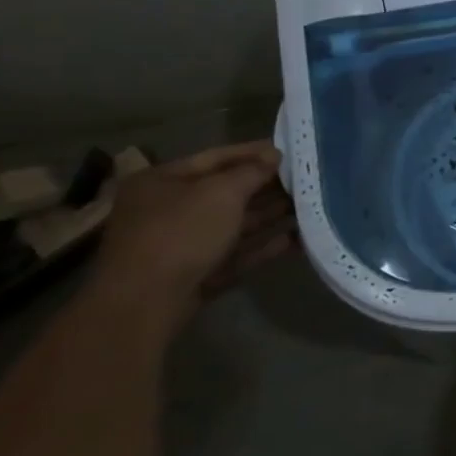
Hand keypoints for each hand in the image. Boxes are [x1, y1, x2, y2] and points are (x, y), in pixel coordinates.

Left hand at [90, 142, 295, 326]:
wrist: (144, 304)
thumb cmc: (180, 232)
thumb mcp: (222, 192)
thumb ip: (252, 171)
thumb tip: (274, 156)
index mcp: (162, 182)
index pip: (216, 157)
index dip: (254, 152)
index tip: (290, 150)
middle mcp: (168, 210)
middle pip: (227, 193)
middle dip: (267, 187)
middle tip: (307, 180)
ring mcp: (181, 246)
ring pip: (234, 225)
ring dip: (270, 216)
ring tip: (310, 207)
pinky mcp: (196, 275)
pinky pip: (235, 255)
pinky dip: (263, 246)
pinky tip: (296, 240)